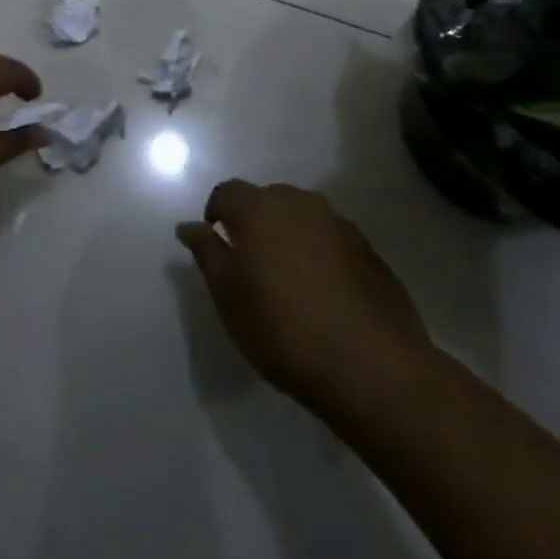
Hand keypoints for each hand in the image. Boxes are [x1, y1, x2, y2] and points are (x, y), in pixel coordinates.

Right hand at [177, 181, 434, 406]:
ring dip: (289, 236)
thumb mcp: (229, 296)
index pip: (227, 192)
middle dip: (254, 223)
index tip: (217, 248)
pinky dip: (319, 253)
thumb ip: (207, 253)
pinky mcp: (368, 248)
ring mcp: (339, 223)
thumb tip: (189, 226)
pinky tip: (323, 293)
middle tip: (251, 266)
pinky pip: (330, 238)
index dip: (216, 215)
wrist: (371, 366)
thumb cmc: (283, 330)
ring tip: (288, 280)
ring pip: (301, 217)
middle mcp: (300, 202)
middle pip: (266, 200)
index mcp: (260, 208)